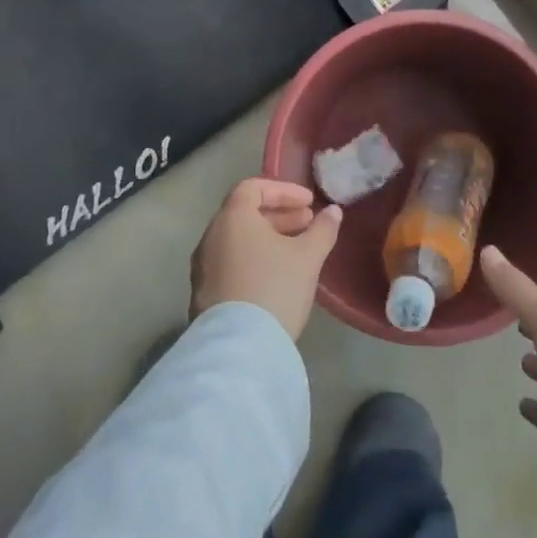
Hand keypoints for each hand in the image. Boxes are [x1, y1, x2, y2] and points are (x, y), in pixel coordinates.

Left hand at [190, 178, 342, 340]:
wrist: (238, 350)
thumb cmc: (274, 288)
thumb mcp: (308, 257)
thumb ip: (322, 229)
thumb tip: (333, 211)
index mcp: (232, 218)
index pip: (254, 187)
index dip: (284, 191)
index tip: (309, 203)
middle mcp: (211, 236)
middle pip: (244, 213)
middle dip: (279, 215)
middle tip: (307, 224)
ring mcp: (203, 267)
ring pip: (237, 240)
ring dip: (267, 238)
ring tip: (296, 251)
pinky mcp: (203, 294)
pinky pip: (230, 262)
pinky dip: (253, 258)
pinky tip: (276, 276)